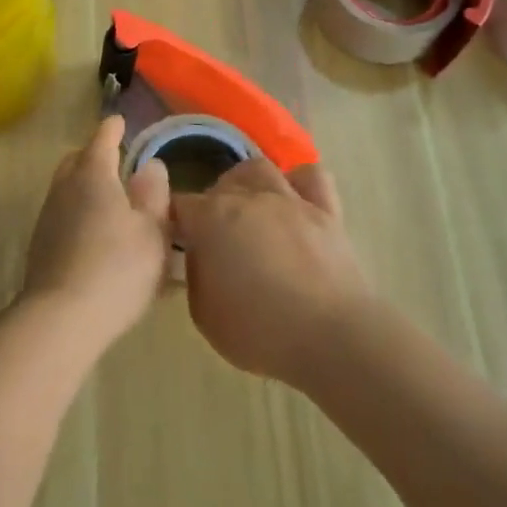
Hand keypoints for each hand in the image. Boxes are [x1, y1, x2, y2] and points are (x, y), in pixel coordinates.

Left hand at [23, 115, 172, 344]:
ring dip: (85, 187)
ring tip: (110, 201)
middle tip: (116, 161)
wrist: (62, 317)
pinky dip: (79, 213)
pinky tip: (96, 235)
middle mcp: (65, 188)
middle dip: (94, 155)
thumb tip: (151, 166)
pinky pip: (63, 215)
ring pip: (66, 188)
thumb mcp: (152, 231)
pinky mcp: (40, 246)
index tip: (119, 121)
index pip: (102, 139)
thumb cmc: (118, 268)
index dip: (113, 129)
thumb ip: (153, 195)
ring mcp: (48, 217)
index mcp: (94, 175)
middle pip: (77, 160)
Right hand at [172, 158, 367, 387]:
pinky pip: (312, 176)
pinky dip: (298, 182)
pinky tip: (293, 200)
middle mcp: (248, 197)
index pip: (180, 204)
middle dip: (211, 203)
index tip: (177, 241)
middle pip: (219, 184)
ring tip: (249, 208)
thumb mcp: (203, 313)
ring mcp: (290, 200)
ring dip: (247, 184)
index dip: (175, 221)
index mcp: (211, 218)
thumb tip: (201, 255)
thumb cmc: (259, 330)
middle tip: (215, 235)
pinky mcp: (327, 211)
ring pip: (259, 168)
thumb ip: (196, 273)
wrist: (331, 338)